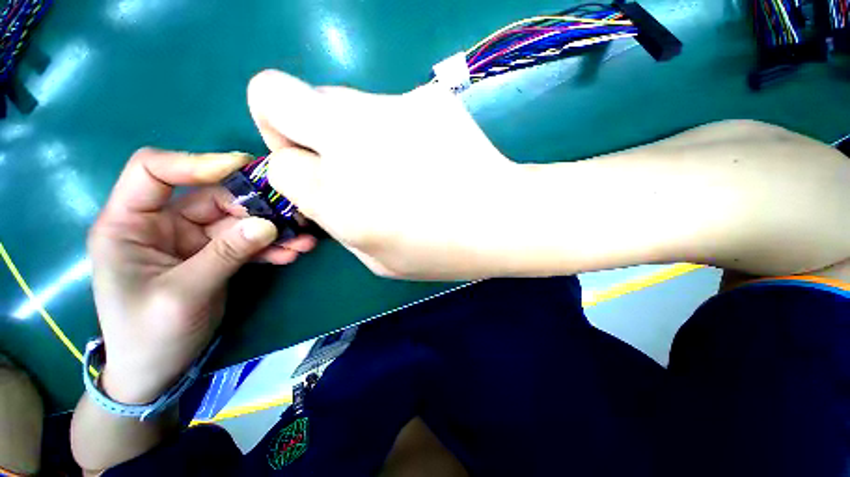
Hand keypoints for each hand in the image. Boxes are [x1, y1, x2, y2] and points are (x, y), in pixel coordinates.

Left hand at [87, 149, 314, 403]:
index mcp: (129, 224)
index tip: (240, 167)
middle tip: (295, 215)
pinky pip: (248, 242)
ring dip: (273, 229)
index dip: (195, 163)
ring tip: (304, 240)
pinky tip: (293, 252)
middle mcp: (162, 224)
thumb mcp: (184, 295)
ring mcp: (193, 239)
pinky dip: (271, 247)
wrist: (158, 370)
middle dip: (256, 206)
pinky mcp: (216, 255)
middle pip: (213, 197)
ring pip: (238, 221)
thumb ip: (225, 255)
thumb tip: (267, 224)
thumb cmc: (149, 335)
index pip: (154, 171)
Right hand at [247, 70, 523, 279]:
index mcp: (340, 199)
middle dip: (282, 119)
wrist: (502, 219)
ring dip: (346, 127)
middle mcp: (352, 144)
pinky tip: (424, 153)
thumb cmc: (442, 251)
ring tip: (390, 160)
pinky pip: (387, 105)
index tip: (314, 178)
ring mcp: (391, 109)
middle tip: (322, 148)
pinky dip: (391, 127)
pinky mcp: (426, 96)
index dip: (291, 170)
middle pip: (275, 93)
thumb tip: (318, 188)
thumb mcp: (377, 259)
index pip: (279, 164)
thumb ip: (337, 222)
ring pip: (335, 98)